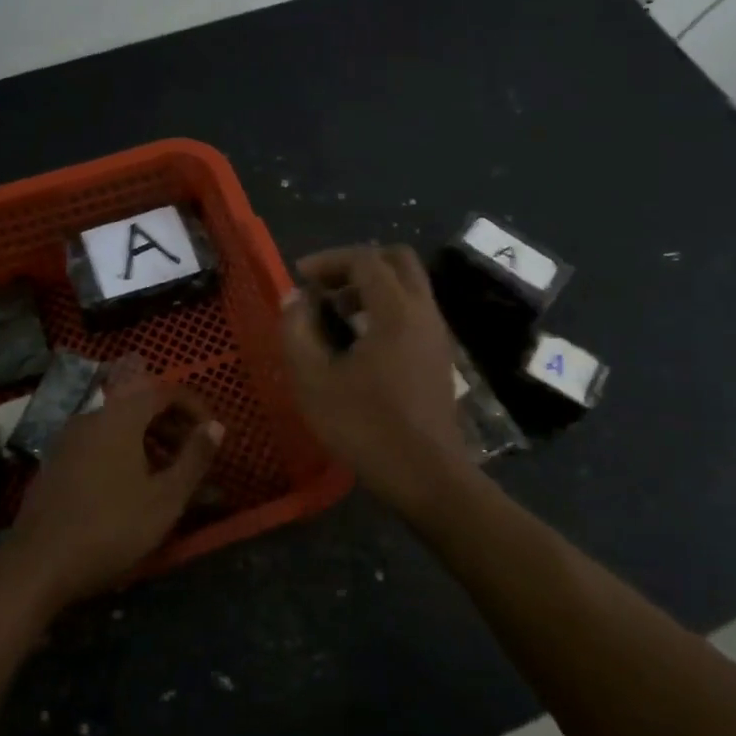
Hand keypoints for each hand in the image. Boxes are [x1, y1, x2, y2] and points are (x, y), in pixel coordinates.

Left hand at [1, 382, 222, 609]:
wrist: (37, 565)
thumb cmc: (110, 529)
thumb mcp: (165, 499)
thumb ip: (194, 458)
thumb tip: (215, 426)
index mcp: (119, 418)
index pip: (164, 391)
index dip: (193, 407)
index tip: (211, 434)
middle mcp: (91, 416)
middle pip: (139, 404)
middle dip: (172, 424)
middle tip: (193, 456)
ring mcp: (67, 438)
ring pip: (118, 425)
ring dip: (148, 440)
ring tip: (167, 474)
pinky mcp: (54, 461)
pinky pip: (98, 442)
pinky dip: (123, 451)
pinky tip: (130, 487)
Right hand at [280, 245, 475, 514]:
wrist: (427, 476)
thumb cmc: (366, 427)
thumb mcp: (314, 381)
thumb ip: (297, 331)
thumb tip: (295, 299)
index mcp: (396, 310)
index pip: (365, 259)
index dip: (328, 260)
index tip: (299, 278)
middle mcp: (424, 312)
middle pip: (397, 260)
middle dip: (356, 264)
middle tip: (325, 287)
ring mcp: (438, 334)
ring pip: (409, 285)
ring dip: (372, 287)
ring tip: (336, 314)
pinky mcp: (440, 356)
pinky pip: (415, 311)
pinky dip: (387, 308)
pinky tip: (360, 342)